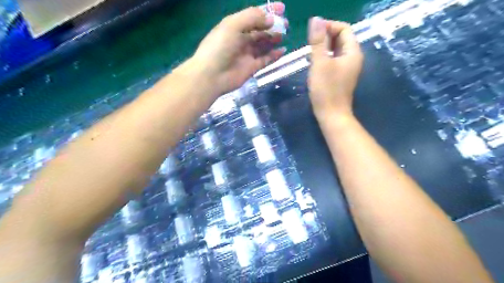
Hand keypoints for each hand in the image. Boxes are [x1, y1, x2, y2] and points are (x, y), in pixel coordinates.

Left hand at [189, 2, 286, 95]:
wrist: (212, 75)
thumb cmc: (220, 47)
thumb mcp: (233, 25)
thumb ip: (252, 18)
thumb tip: (271, 19)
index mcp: (235, 26)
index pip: (253, 16)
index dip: (267, 11)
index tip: (282, 8)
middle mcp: (241, 39)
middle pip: (260, 30)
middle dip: (272, 26)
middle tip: (285, 25)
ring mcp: (246, 54)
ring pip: (263, 45)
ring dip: (273, 39)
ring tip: (283, 35)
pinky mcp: (251, 68)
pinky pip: (265, 60)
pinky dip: (273, 55)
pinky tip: (282, 50)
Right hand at [308, 16, 362, 121]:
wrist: (331, 114)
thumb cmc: (326, 89)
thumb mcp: (320, 63)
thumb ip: (318, 41)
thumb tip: (316, 19)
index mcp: (352, 52)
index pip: (344, 29)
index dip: (329, 26)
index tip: (313, 32)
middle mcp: (352, 58)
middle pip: (341, 38)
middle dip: (325, 36)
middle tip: (309, 43)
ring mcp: (347, 68)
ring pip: (336, 50)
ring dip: (323, 47)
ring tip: (310, 52)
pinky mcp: (340, 76)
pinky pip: (333, 60)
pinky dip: (324, 57)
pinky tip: (313, 63)